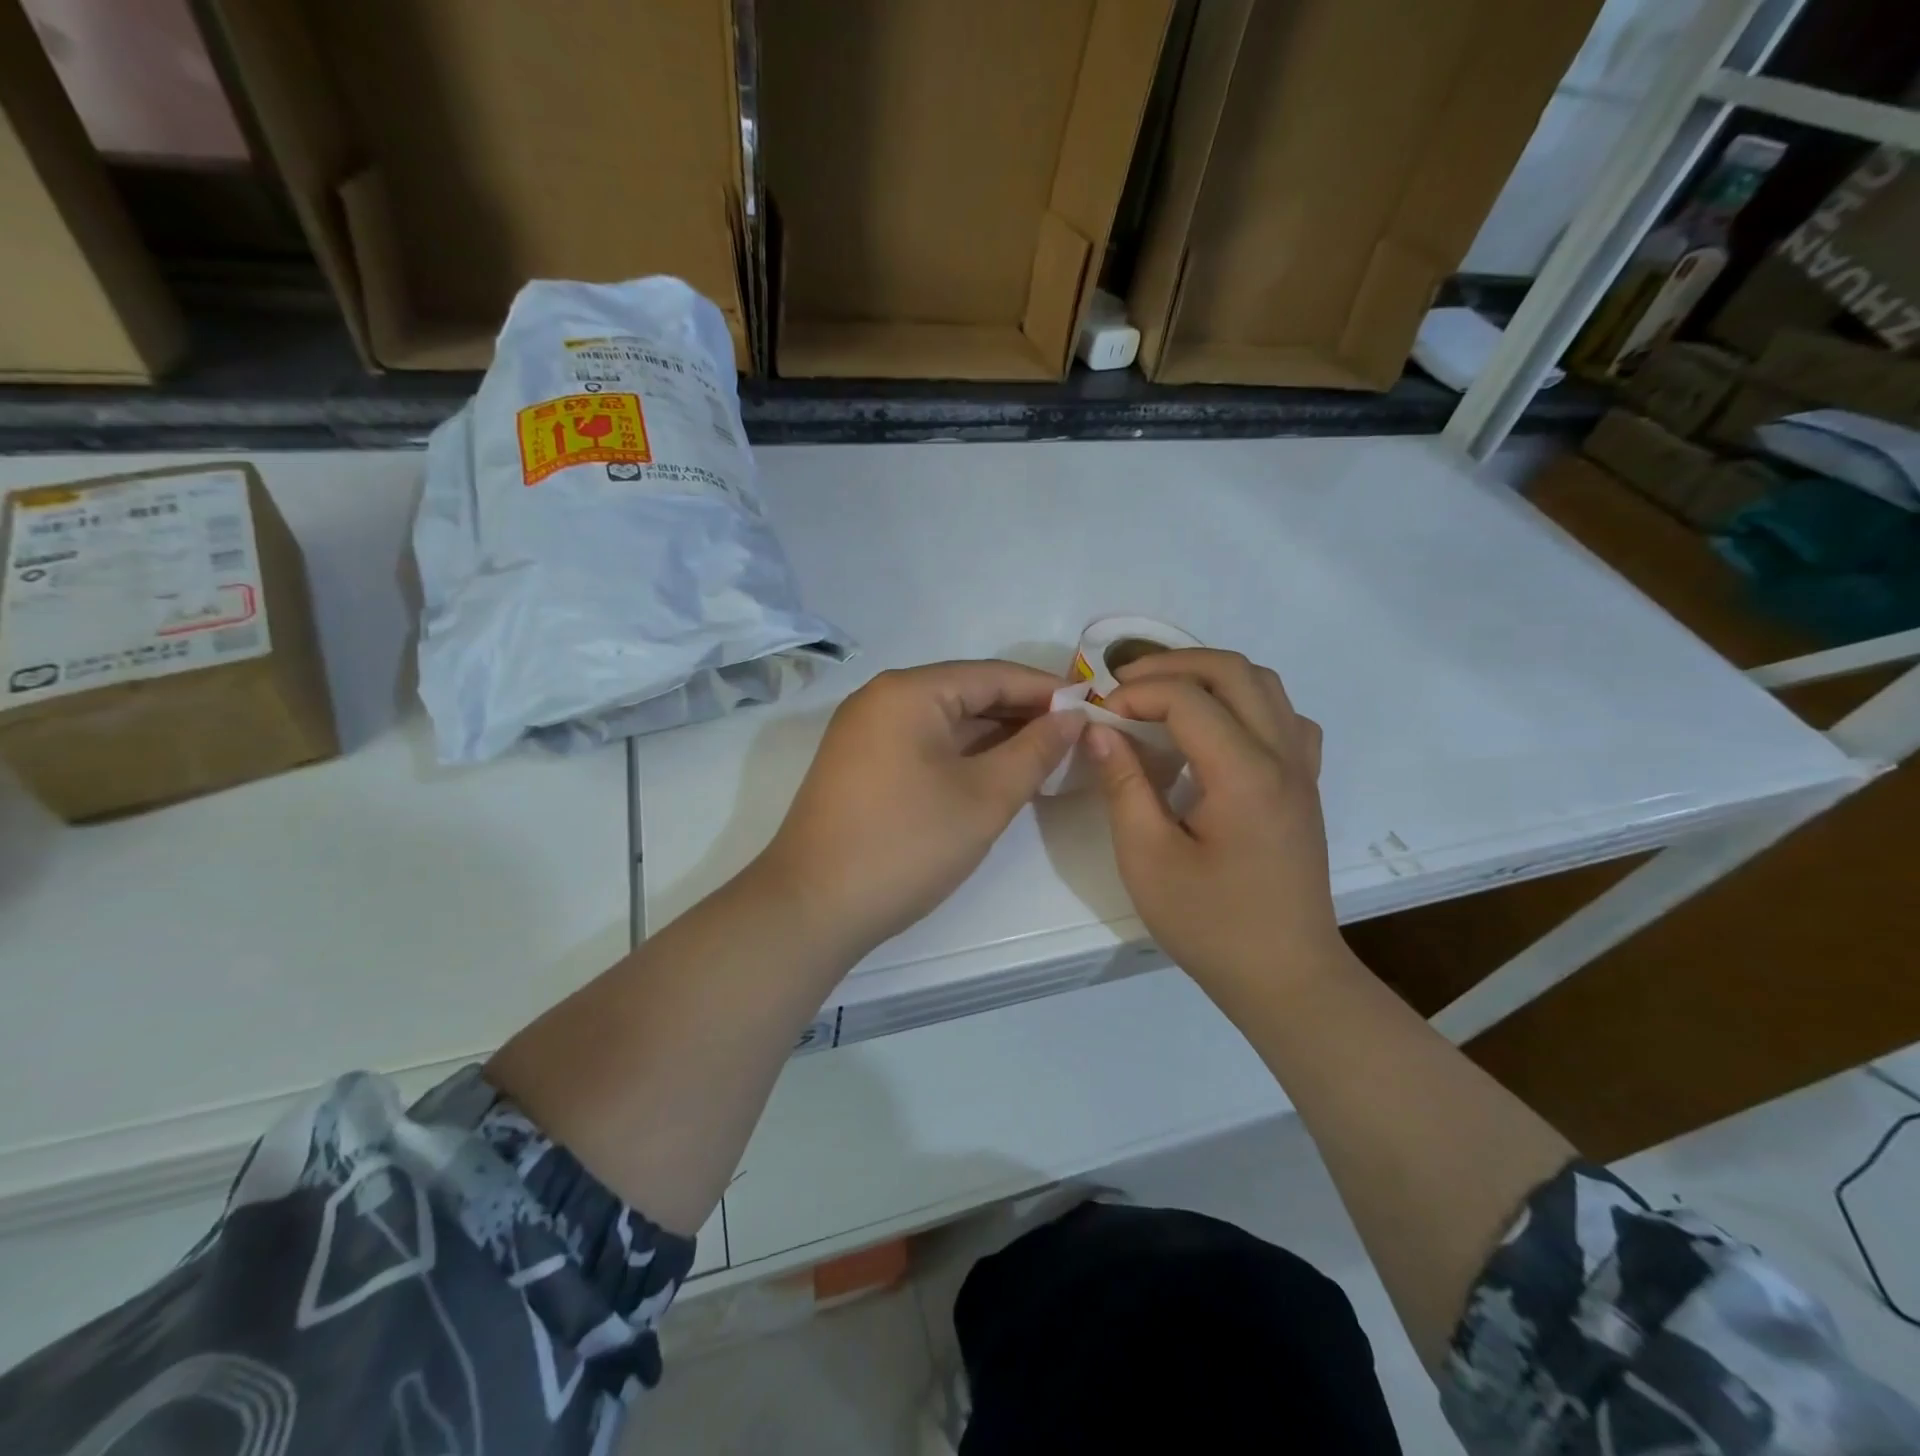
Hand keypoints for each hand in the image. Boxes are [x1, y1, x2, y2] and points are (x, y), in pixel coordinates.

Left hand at [759, 661, 1083, 955]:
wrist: (811, 907)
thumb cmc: (905, 844)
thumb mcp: (984, 798)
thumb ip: (1035, 751)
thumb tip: (1071, 717)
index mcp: (909, 691)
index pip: (992, 675)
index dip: (1045, 690)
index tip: (1091, 708)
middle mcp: (881, 699)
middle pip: (966, 693)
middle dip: (1021, 714)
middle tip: (1074, 738)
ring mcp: (865, 732)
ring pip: (944, 722)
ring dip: (993, 737)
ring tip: (1045, 757)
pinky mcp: (860, 765)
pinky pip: (923, 745)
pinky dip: (962, 756)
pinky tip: (995, 774)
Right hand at [1089, 650, 1342, 999]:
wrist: (1286, 976)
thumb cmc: (1211, 924)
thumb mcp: (1148, 859)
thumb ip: (1123, 785)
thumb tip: (1100, 730)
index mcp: (1245, 774)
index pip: (1188, 698)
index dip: (1135, 695)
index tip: (1098, 718)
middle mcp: (1283, 756)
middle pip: (1234, 671)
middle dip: (1172, 665)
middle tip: (1123, 686)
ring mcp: (1302, 768)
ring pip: (1264, 684)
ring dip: (1209, 677)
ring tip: (1162, 697)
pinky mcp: (1305, 785)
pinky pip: (1283, 717)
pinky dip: (1244, 703)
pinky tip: (1216, 731)